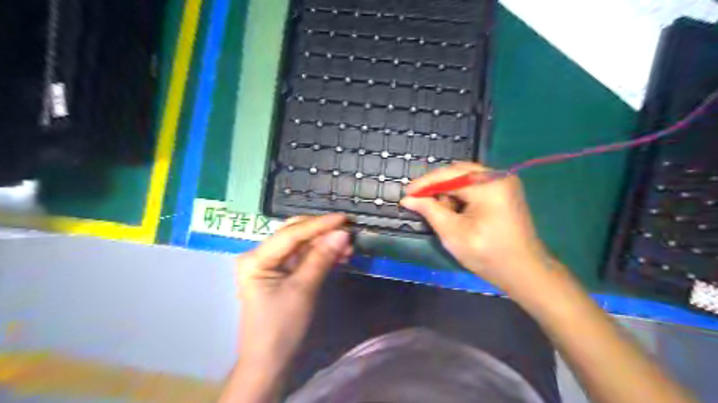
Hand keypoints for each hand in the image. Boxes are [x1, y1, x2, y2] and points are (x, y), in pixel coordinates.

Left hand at [236, 215, 350, 373]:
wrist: (270, 363)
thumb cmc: (281, 328)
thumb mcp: (303, 290)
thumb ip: (321, 258)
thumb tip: (342, 233)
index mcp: (256, 258)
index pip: (291, 233)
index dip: (319, 224)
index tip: (344, 218)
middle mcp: (261, 255)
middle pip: (295, 234)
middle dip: (322, 232)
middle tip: (348, 231)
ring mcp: (271, 264)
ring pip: (302, 245)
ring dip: (325, 244)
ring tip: (349, 248)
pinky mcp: (282, 273)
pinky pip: (304, 258)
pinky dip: (321, 256)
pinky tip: (339, 256)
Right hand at [402, 162, 550, 292]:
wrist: (525, 272)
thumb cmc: (488, 255)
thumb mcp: (453, 233)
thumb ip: (430, 210)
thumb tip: (408, 199)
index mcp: (488, 185)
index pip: (448, 175)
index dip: (425, 184)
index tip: (406, 193)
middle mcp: (498, 176)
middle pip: (457, 172)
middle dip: (436, 186)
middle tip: (418, 200)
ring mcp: (504, 183)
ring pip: (465, 178)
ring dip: (448, 191)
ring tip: (439, 211)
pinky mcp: (504, 192)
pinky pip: (475, 186)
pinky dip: (461, 195)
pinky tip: (454, 210)